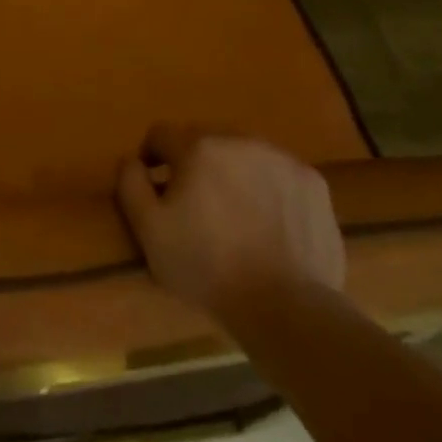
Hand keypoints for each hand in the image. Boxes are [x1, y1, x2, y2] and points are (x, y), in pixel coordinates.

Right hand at [117, 124, 344, 316]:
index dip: (152, 158)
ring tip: (236, 214)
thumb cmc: (208, 268)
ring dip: (232, 172)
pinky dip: (268, 189)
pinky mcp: (312, 182)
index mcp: (197, 147)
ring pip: (243, 154)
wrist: (286, 307)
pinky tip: (269, 223)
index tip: (156, 189)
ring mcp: (280, 158)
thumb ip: (130, 184)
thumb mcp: (149, 231)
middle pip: (204, 139)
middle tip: (196, 204)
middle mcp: (238, 139)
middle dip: (194, 164)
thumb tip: (130, 159)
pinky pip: (278, 174)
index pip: (161, 134)